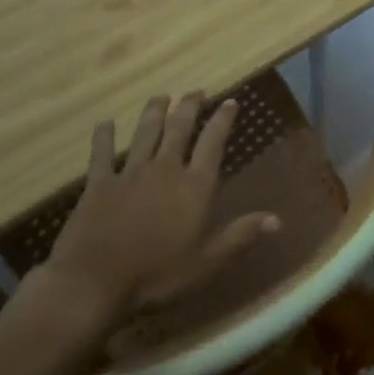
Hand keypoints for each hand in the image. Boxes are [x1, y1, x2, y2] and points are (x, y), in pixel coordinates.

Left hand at [33, 92, 278, 323]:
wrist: (94, 284)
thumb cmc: (157, 276)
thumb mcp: (207, 262)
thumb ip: (241, 236)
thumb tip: (279, 219)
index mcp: (194, 186)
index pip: (213, 143)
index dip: (222, 120)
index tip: (229, 101)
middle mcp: (165, 169)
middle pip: (179, 129)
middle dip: (189, 107)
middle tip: (195, 91)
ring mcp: (130, 173)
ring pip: (145, 133)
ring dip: (154, 112)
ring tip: (160, 97)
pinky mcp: (99, 184)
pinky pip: (102, 153)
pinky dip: (104, 136)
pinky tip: (105, 123)